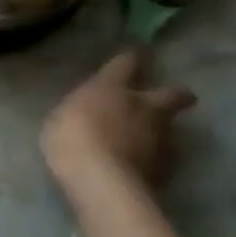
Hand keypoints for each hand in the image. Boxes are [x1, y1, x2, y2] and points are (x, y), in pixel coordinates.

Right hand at [42, 49, 195, 192]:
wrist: (101, 180)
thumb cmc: (70, 139)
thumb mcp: (61, 117)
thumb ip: (82, 109)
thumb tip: (90, 109)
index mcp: (113, 88)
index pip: (127, 62)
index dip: (132, 58)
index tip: (136, 56)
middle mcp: (145, 106)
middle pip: (174, 93)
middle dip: (174, 94)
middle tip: (167, 98)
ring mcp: (161, 137)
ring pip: (168, 126)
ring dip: (158, 128)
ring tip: (141, 139)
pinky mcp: (167, 165)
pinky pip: (162, 153)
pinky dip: (152, 155)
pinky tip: (137, 163)